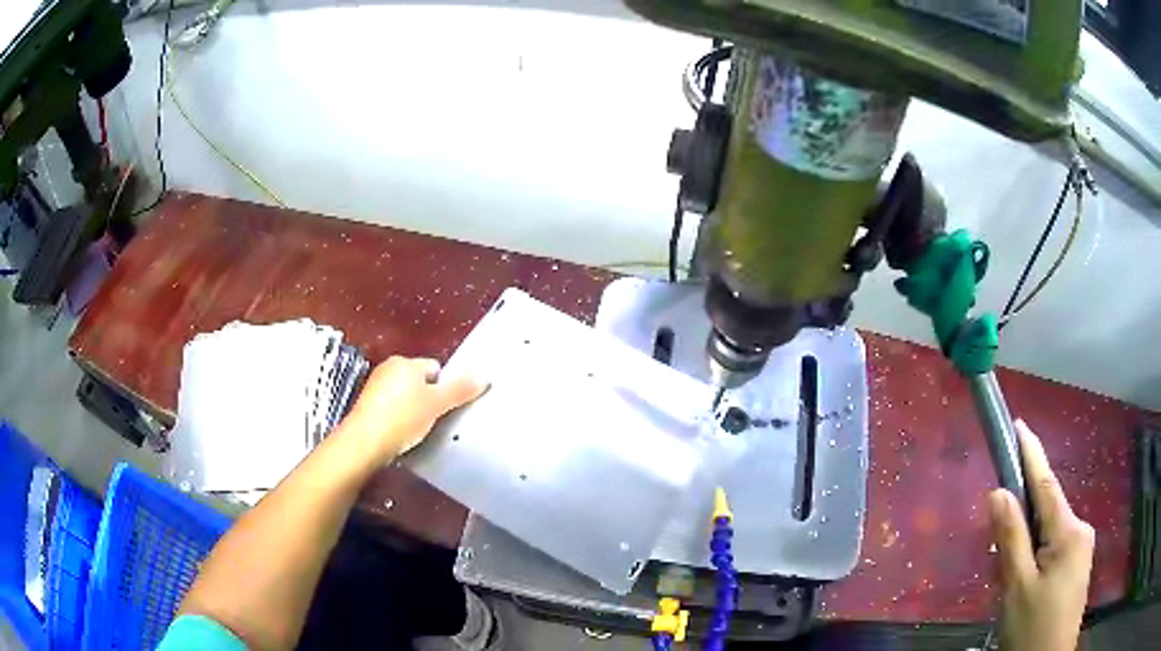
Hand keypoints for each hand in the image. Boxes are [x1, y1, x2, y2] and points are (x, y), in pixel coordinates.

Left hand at [338, 356, 486, 463]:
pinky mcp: (367, 405)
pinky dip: (398, 418)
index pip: (435, 368)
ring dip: (412, 410)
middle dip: (428, 398)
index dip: (444, 388)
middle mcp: (389, 368)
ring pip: (405, 395)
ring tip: (417, 430)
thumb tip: (484, 376)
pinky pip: (391, 407)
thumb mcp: (436, 405)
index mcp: (406, 362)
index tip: (445, 408)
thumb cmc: (403, 418)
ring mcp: (375, 386)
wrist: (365, 442)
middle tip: (434, 420)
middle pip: (419, 381)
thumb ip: (460, 390)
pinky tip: (400, 434)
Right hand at [990, 420, 1094, 650]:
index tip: (1019, 423)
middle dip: (1021, 529)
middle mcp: (1080, 530)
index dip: (1031, 454)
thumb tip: (999, 492)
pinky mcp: (1078, 565)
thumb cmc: (1033, 626)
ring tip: (1010, 586)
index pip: (1046, 484)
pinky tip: (1025, 590)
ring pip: (1048, 536)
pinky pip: (1054, 551)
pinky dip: (1036, 561)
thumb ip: (1011, 540)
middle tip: (999, 564)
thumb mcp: (1017, 588)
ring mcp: (1081, 548)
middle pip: (1045, 515)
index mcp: (1068, 531)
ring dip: (1027, 551)